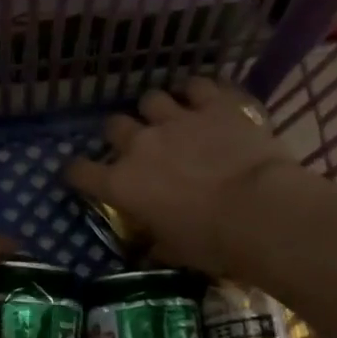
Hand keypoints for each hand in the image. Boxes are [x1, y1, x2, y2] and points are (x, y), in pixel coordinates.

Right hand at [65, 78, 298, 275]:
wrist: (259, 211)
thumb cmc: (212, 242)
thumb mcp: (175, 252)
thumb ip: (156, 244)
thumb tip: (151, 249)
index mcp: (122, 184)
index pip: (79, 171)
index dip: (76, 172)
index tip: (81, 176)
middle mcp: (140, 145)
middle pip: (114, 125)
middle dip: (121, 135)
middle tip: (138, 147)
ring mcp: (176, 120)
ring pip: (151, 98)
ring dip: (157, 110)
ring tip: (171, 119)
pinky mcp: (213, 106)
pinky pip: (197, 85)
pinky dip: (197, 92)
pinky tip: (203, 100)